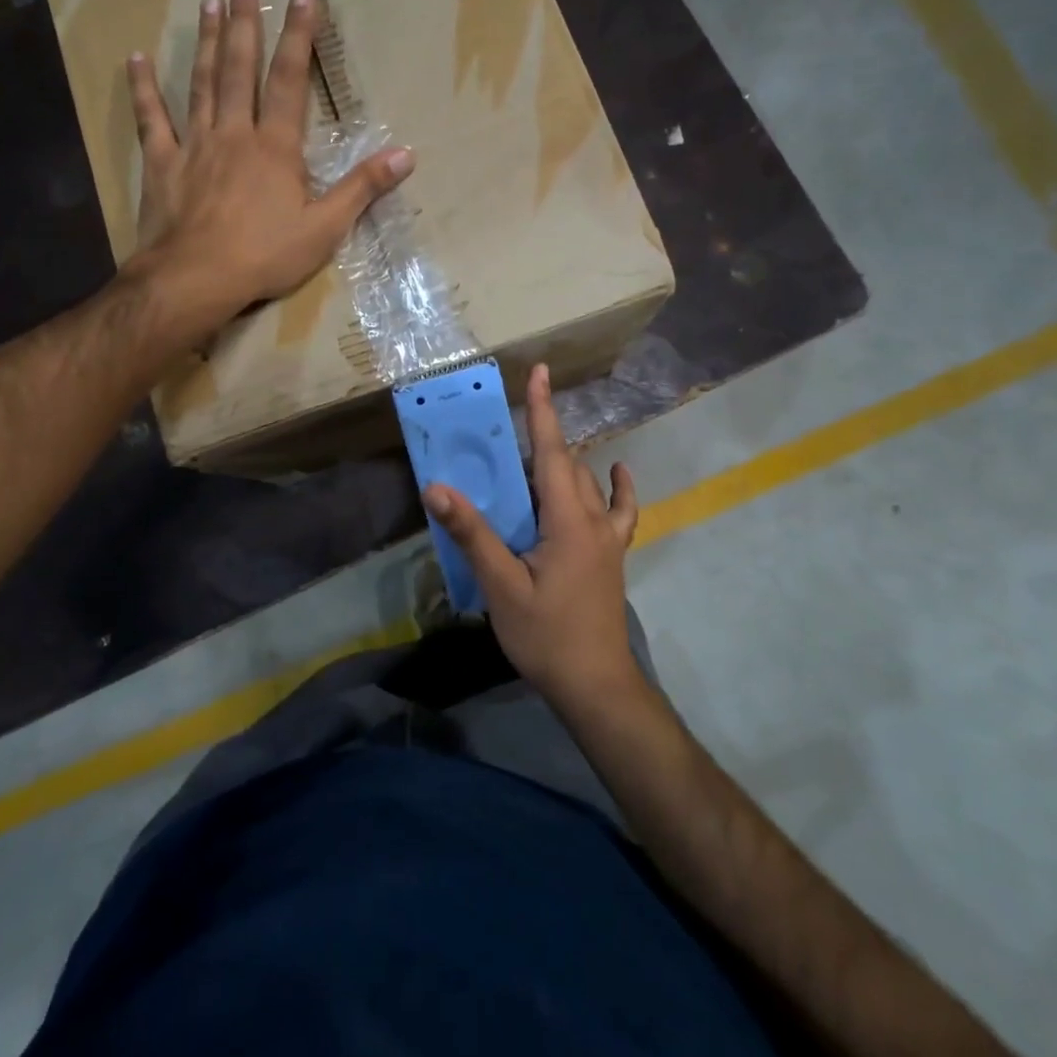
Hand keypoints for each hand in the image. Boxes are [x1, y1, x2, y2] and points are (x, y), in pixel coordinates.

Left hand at [125, 0, 412, 327]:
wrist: (196, 279)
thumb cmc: (265, 255)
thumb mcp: (325, 229)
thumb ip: (362, 189)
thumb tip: (406, 156)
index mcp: (275, 147)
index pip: (291, 81)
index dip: (299, 37)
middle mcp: (234, 134)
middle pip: (239, 70)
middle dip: (244, 25)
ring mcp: (194, 145)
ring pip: (201, 84)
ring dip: (205, 42)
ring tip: (207, 4)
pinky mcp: (163, 164)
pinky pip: (153, 120)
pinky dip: (144, 89)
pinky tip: (137, 59)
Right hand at [424, 364, 641, 709]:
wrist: (596, 685)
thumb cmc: (547, 636)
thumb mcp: (502, 587)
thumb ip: (474, 535)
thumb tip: (438, 489)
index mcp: (567, 520)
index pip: (551, 451)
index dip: (542, 409)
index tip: (539, 371)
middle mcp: (592, 519)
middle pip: (566, 463)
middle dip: (542, 436)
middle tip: (507, 428)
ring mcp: (608, 537)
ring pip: (587, 483)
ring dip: (564, 461)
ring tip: (536, 453)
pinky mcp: (612, 555)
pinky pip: (619, 510)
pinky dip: (616, 487)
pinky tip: (614, 475)